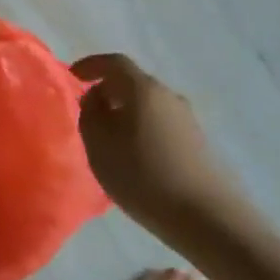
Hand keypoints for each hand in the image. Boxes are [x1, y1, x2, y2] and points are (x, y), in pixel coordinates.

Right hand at [71, 54, 248, 236]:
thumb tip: (96, 98)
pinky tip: (136, 157)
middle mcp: (168, 95)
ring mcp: (187, 119)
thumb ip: (90, 113)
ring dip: (126, 114)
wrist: (206, 216)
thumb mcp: (99, 143)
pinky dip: (142, 130)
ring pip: (148, 105)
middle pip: (133, 83)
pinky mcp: (198, 142)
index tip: (73, 76)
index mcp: (143, 88)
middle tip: (88, 112)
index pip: (114, 62)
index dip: (91, 65)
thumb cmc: (143, 174)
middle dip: (108, 92)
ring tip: (110, 140)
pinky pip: (161, 125)